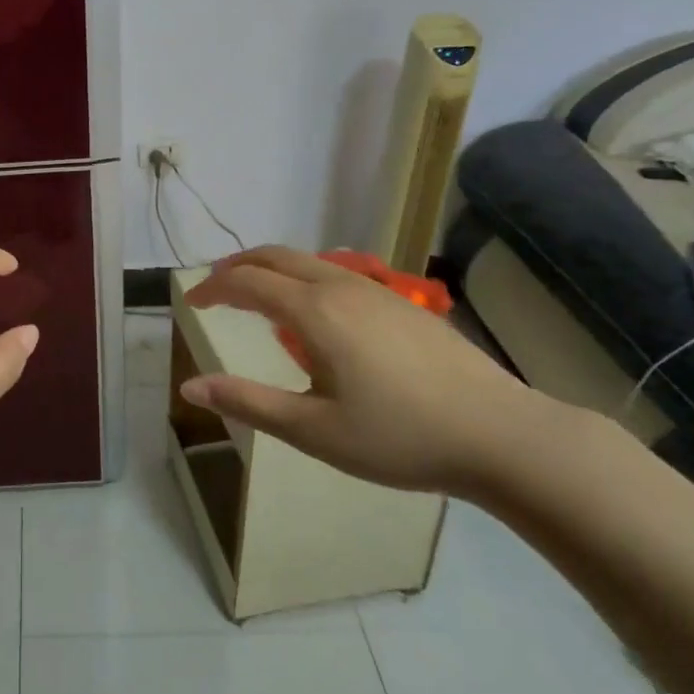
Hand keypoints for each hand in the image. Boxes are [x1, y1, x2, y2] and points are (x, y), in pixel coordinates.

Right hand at [181, 246, 558, 495]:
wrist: (503, 436)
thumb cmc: (400, 437)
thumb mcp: (314, 431)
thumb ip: (248, 403)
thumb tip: (190, 388)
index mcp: (314, 311)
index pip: (246, 282)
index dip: (212, 288)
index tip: (190, 303)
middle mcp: (341, 286)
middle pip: (275, 256)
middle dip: (238, 266)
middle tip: (214, 288)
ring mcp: (377, 291)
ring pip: (308, 261)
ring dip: (272, 270)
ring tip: (256, 296)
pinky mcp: (402, 303)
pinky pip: (336, 274)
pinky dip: (303, 279)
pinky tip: (314, 315)